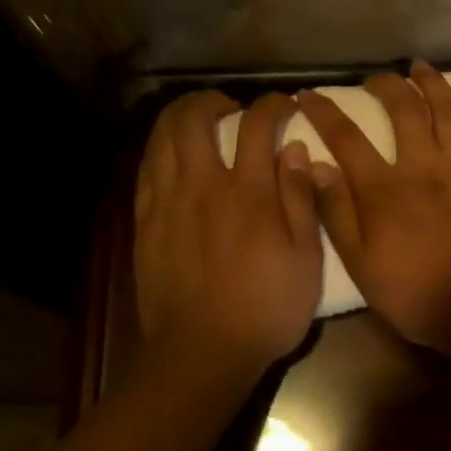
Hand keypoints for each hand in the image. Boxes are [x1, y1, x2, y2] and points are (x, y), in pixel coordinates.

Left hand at [134, 91, 323, 379]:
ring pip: (162, 138)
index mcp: (249, 193)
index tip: (285, 105)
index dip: (272, 105)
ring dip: (179, 116)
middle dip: (212, 99)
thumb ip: (301, 199)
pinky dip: (159, 148)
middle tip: (230, 106)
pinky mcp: (145, 222)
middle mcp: (204, 185)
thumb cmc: (266, 308)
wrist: (203, 350)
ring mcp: (167, 202)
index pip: (257, 125)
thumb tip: (297, 149)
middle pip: (195, 119)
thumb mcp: (305, 259)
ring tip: (196, 118)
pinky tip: (170, 153)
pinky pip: (146, 169)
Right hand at [298, 62, 450, 353]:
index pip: (346, 138)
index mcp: (384, 188)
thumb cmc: (415, 294)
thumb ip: (336, 213)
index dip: (324, 112)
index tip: (308, 95)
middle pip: (404, 111)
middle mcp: (425, 166)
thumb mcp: (360, 264)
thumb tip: (316, 166)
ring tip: (421, 67)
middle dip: (385, 86)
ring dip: (434, 84)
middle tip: (374, 78)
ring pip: (450, 113)